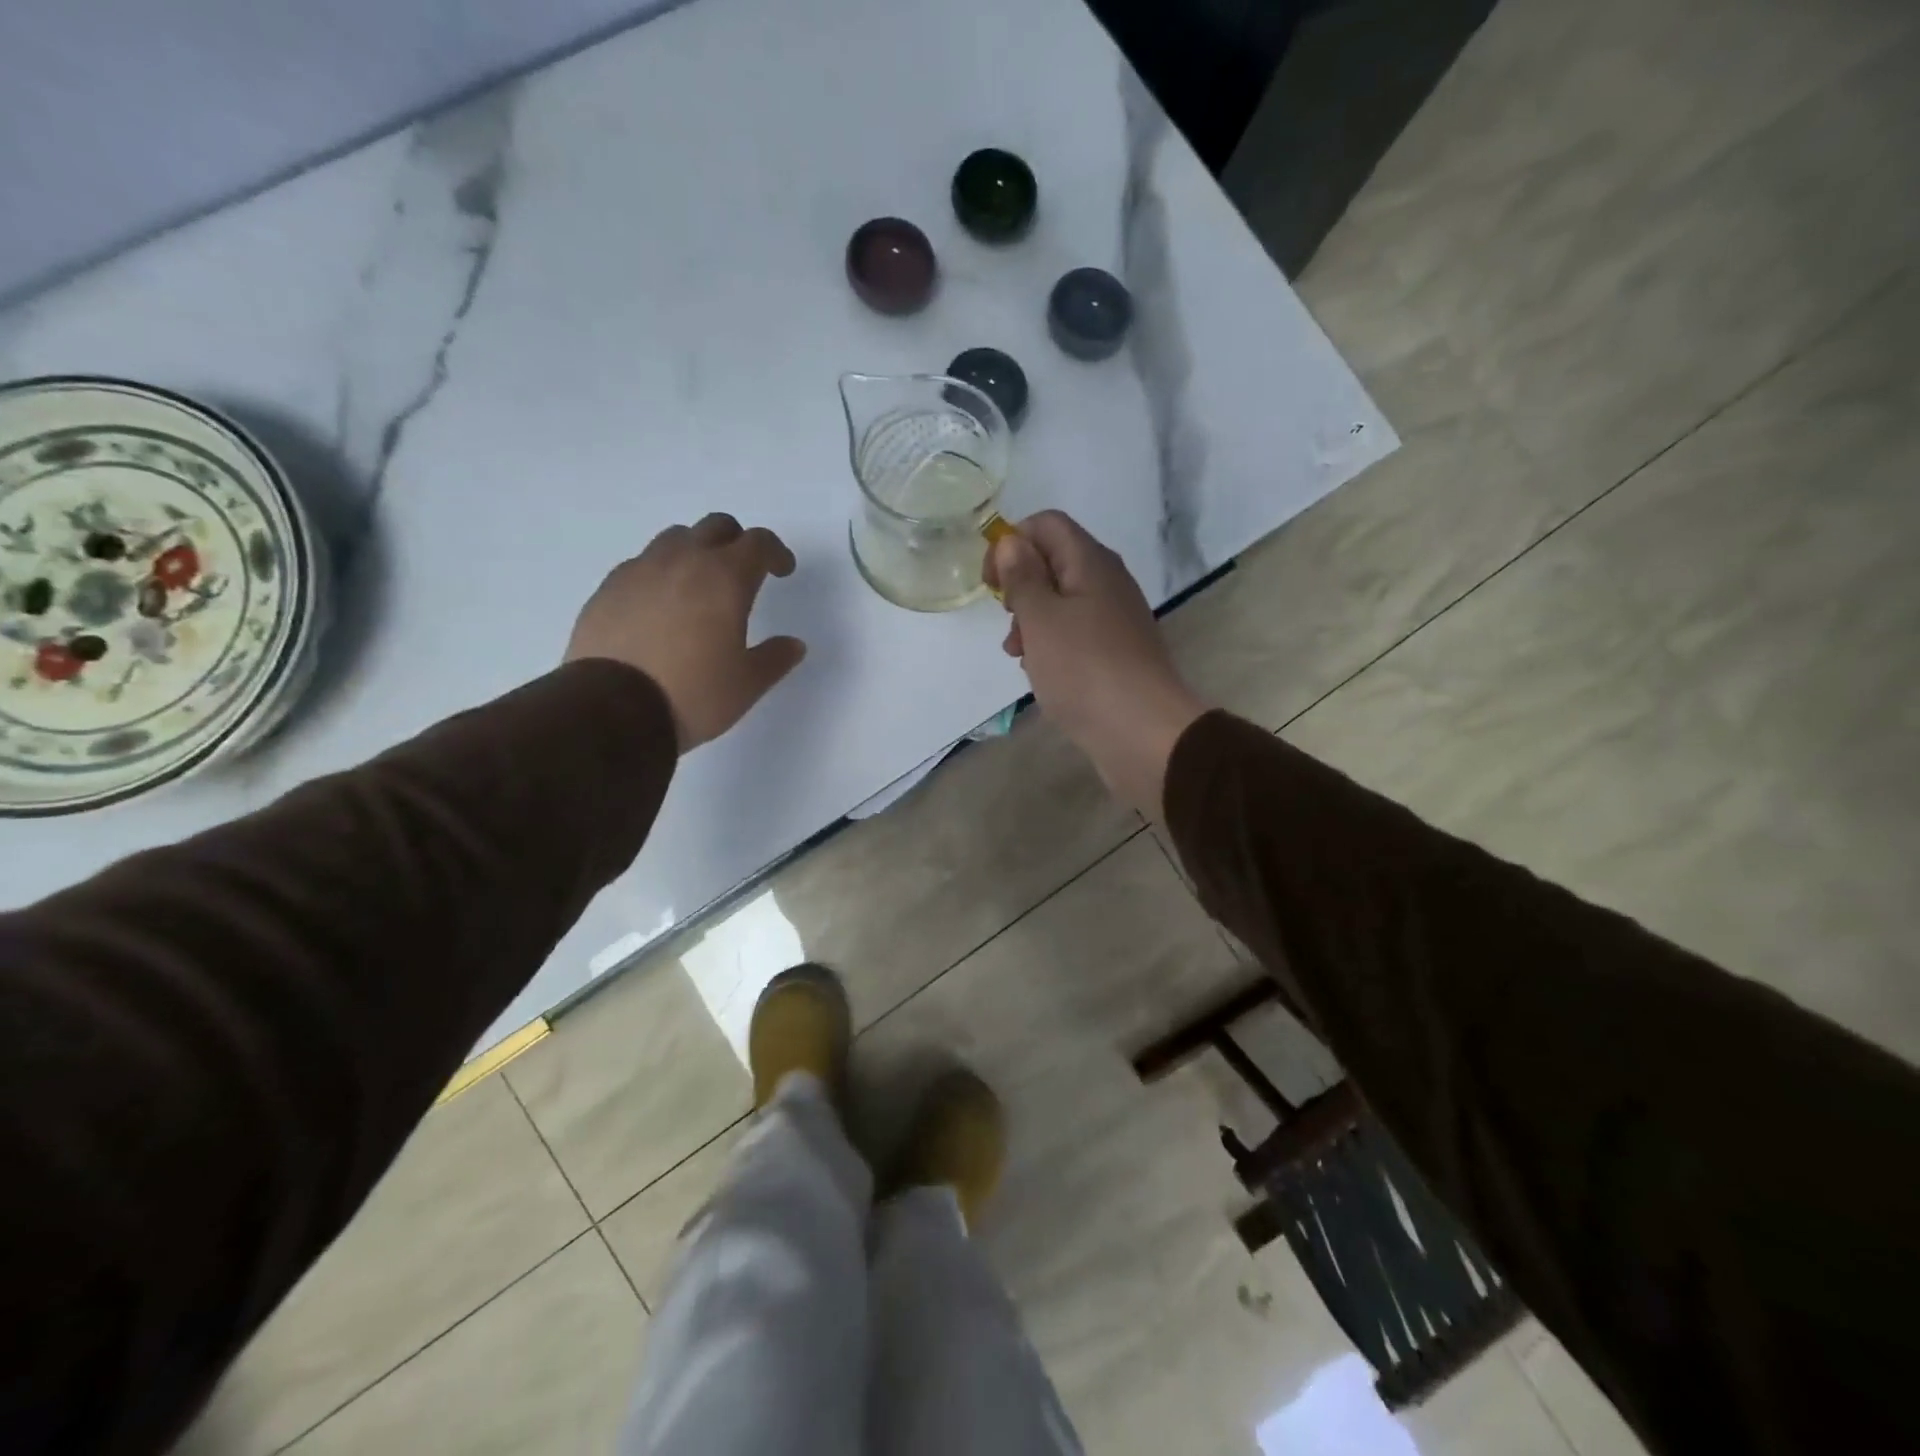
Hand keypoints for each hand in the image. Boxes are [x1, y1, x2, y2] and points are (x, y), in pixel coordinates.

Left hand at [565, 513, 806, 751]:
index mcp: (725, 578)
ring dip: (696, 552)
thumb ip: (775, 658)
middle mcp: (683, 562)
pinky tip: (660, 607)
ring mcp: (640, 571)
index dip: (776, 552)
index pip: (758, 543)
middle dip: (737, 543)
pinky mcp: (608, 588)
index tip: (782, 571)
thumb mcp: (747, 684)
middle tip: (744, 573)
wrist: (611, 710)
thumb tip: (794, 644)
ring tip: (699, 586)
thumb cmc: (693, 694)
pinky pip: (642, 565)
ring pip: (675, 539)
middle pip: (716, 527)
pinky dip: (660, 574)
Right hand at [985, 511, 1206, 816]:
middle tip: (1008, 620)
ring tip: (1019, 655)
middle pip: (1053, 562)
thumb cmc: (1084, 670)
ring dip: (1032, 621)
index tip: (991, 583)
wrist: (1143, 733)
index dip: (1011, 543)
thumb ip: (1022, 577)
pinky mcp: (1114, 654)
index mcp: (1091, 563)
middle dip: (1020, 587)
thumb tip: (1010, 541)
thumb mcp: (1041, 619)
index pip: (1046, 524)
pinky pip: (1074, 635)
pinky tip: (1041, 673)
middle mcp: (1107, 583)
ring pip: (1061, 603)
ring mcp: (1113, 620)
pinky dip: (1052, 646)